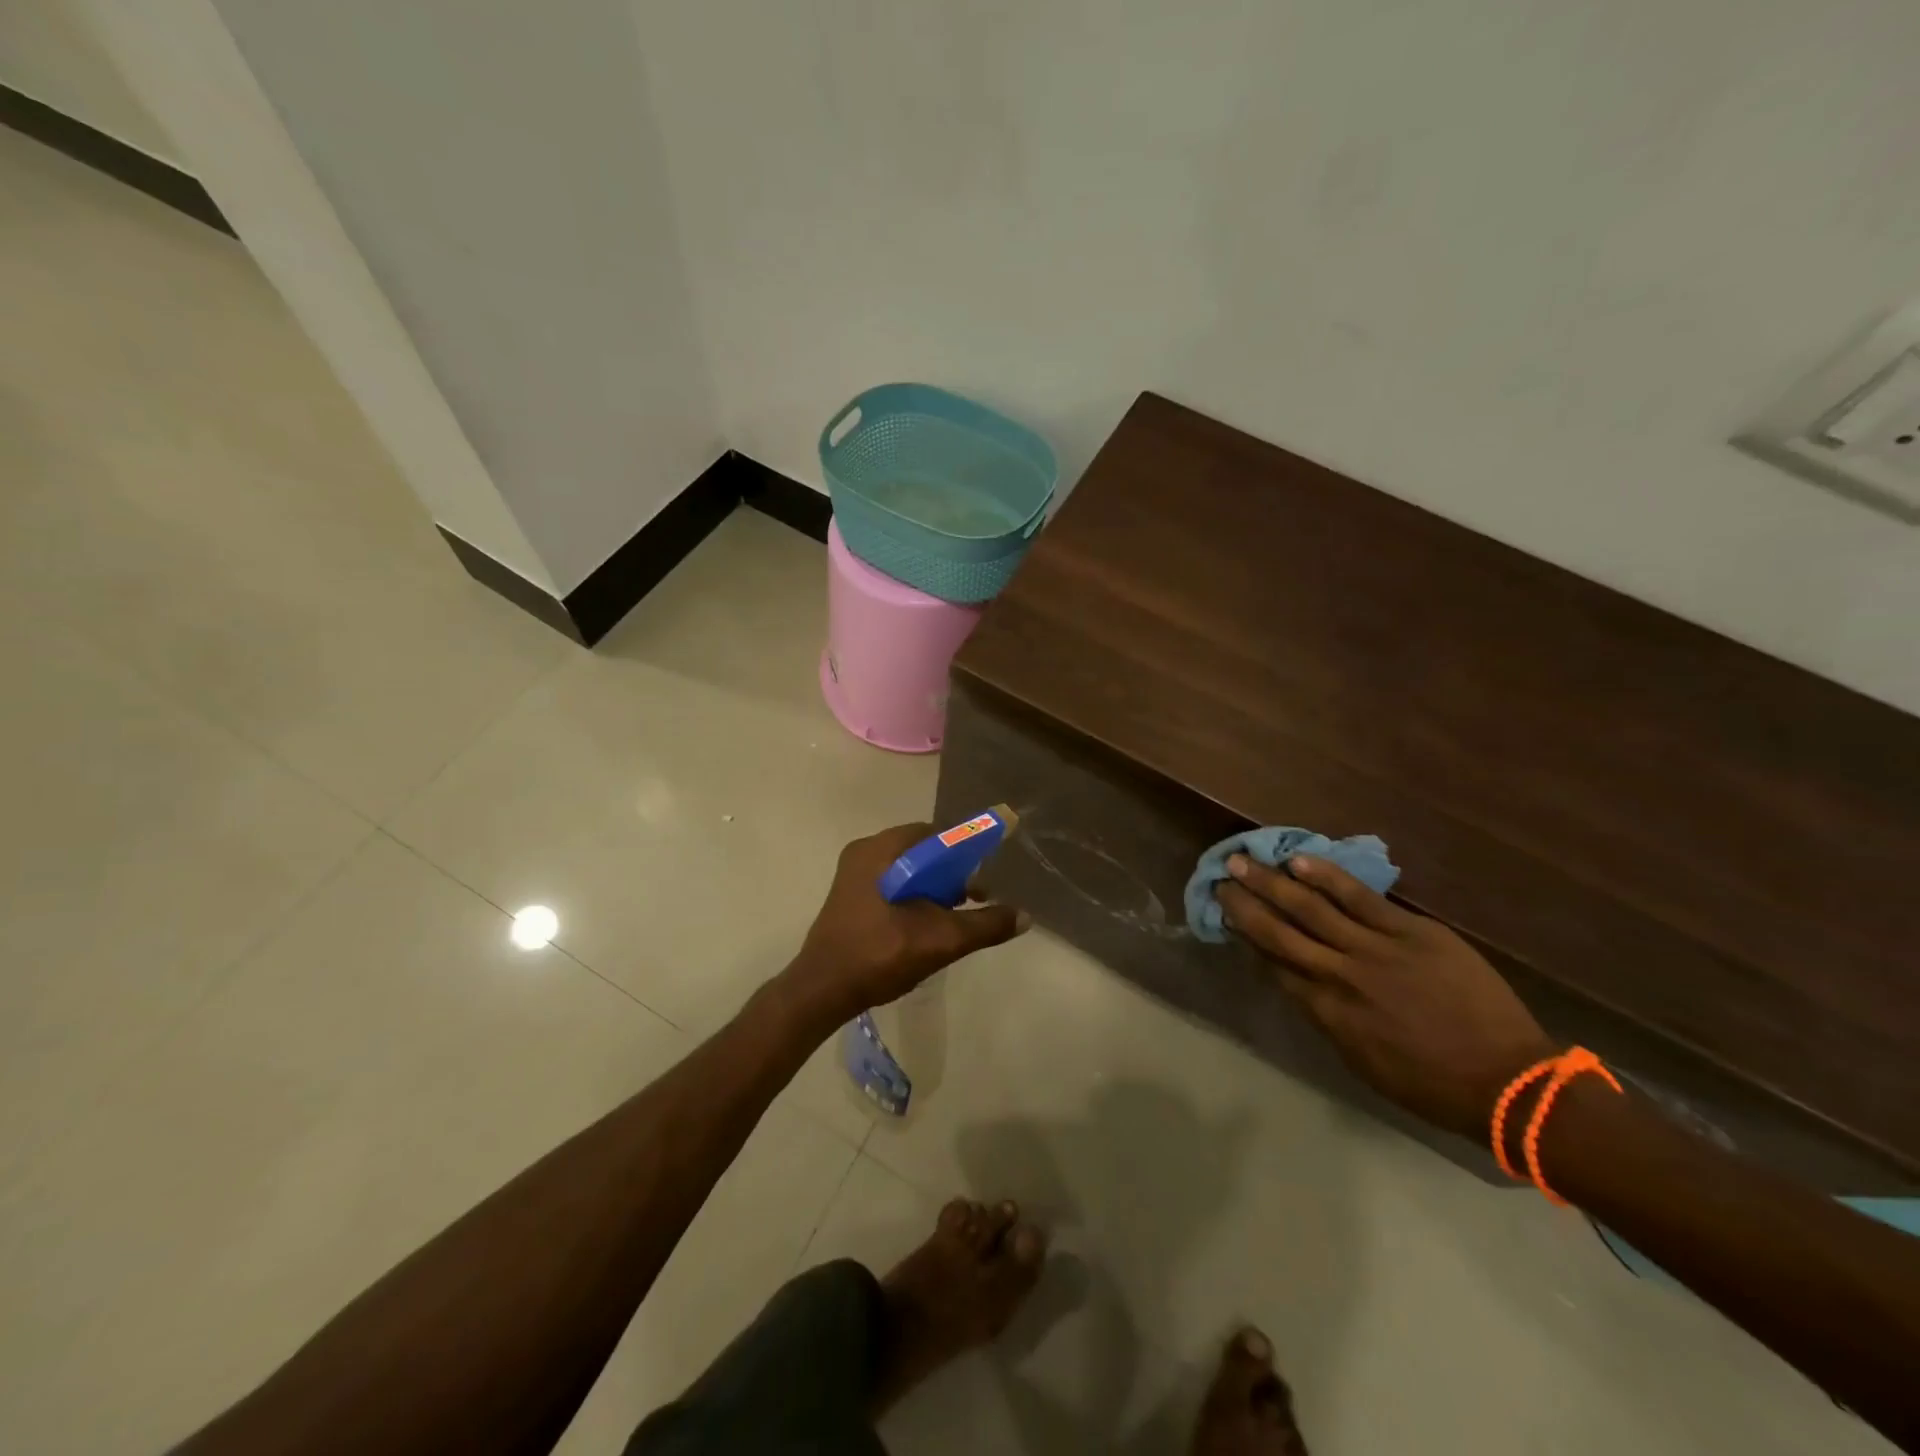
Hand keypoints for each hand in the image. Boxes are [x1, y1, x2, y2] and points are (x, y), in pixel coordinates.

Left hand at [788, 823, 1029, 1021]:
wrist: (822, 991)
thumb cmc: (878, 954)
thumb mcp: (940, 940)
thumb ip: (985, 925)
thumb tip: (1025, 917)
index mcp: (880, 850)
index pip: (935, 834)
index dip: (965, 851)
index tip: (983, 876)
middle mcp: (864, 852)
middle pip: (922, 852)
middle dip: (951, 874)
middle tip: (972, 900)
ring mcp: (853, 875)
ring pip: (907, 870)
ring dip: (934, 888)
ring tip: (954, 916)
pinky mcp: (849, 897)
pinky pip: (891, 884)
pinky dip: (914, 897)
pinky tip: (926, 926)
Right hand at [1216, 855, 1555, 1136]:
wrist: (1508, 1081)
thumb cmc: (1432, 1084)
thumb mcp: (1362, 1063)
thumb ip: (1325, 1018)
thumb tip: (1298, 982)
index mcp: (1327, 1013)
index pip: (1274, 966)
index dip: (1246, 938)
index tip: (1226, 917)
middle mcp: (1340, 976)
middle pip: (1279, 932)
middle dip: (1245, 904)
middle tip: (1219, 880)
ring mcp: (1375, 949)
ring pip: (1311, 908)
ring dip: (1272, 882)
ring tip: (1243, 861)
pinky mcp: (1410, 931)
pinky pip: (1359, 898)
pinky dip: (1327, 877)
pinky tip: (1299, 860)